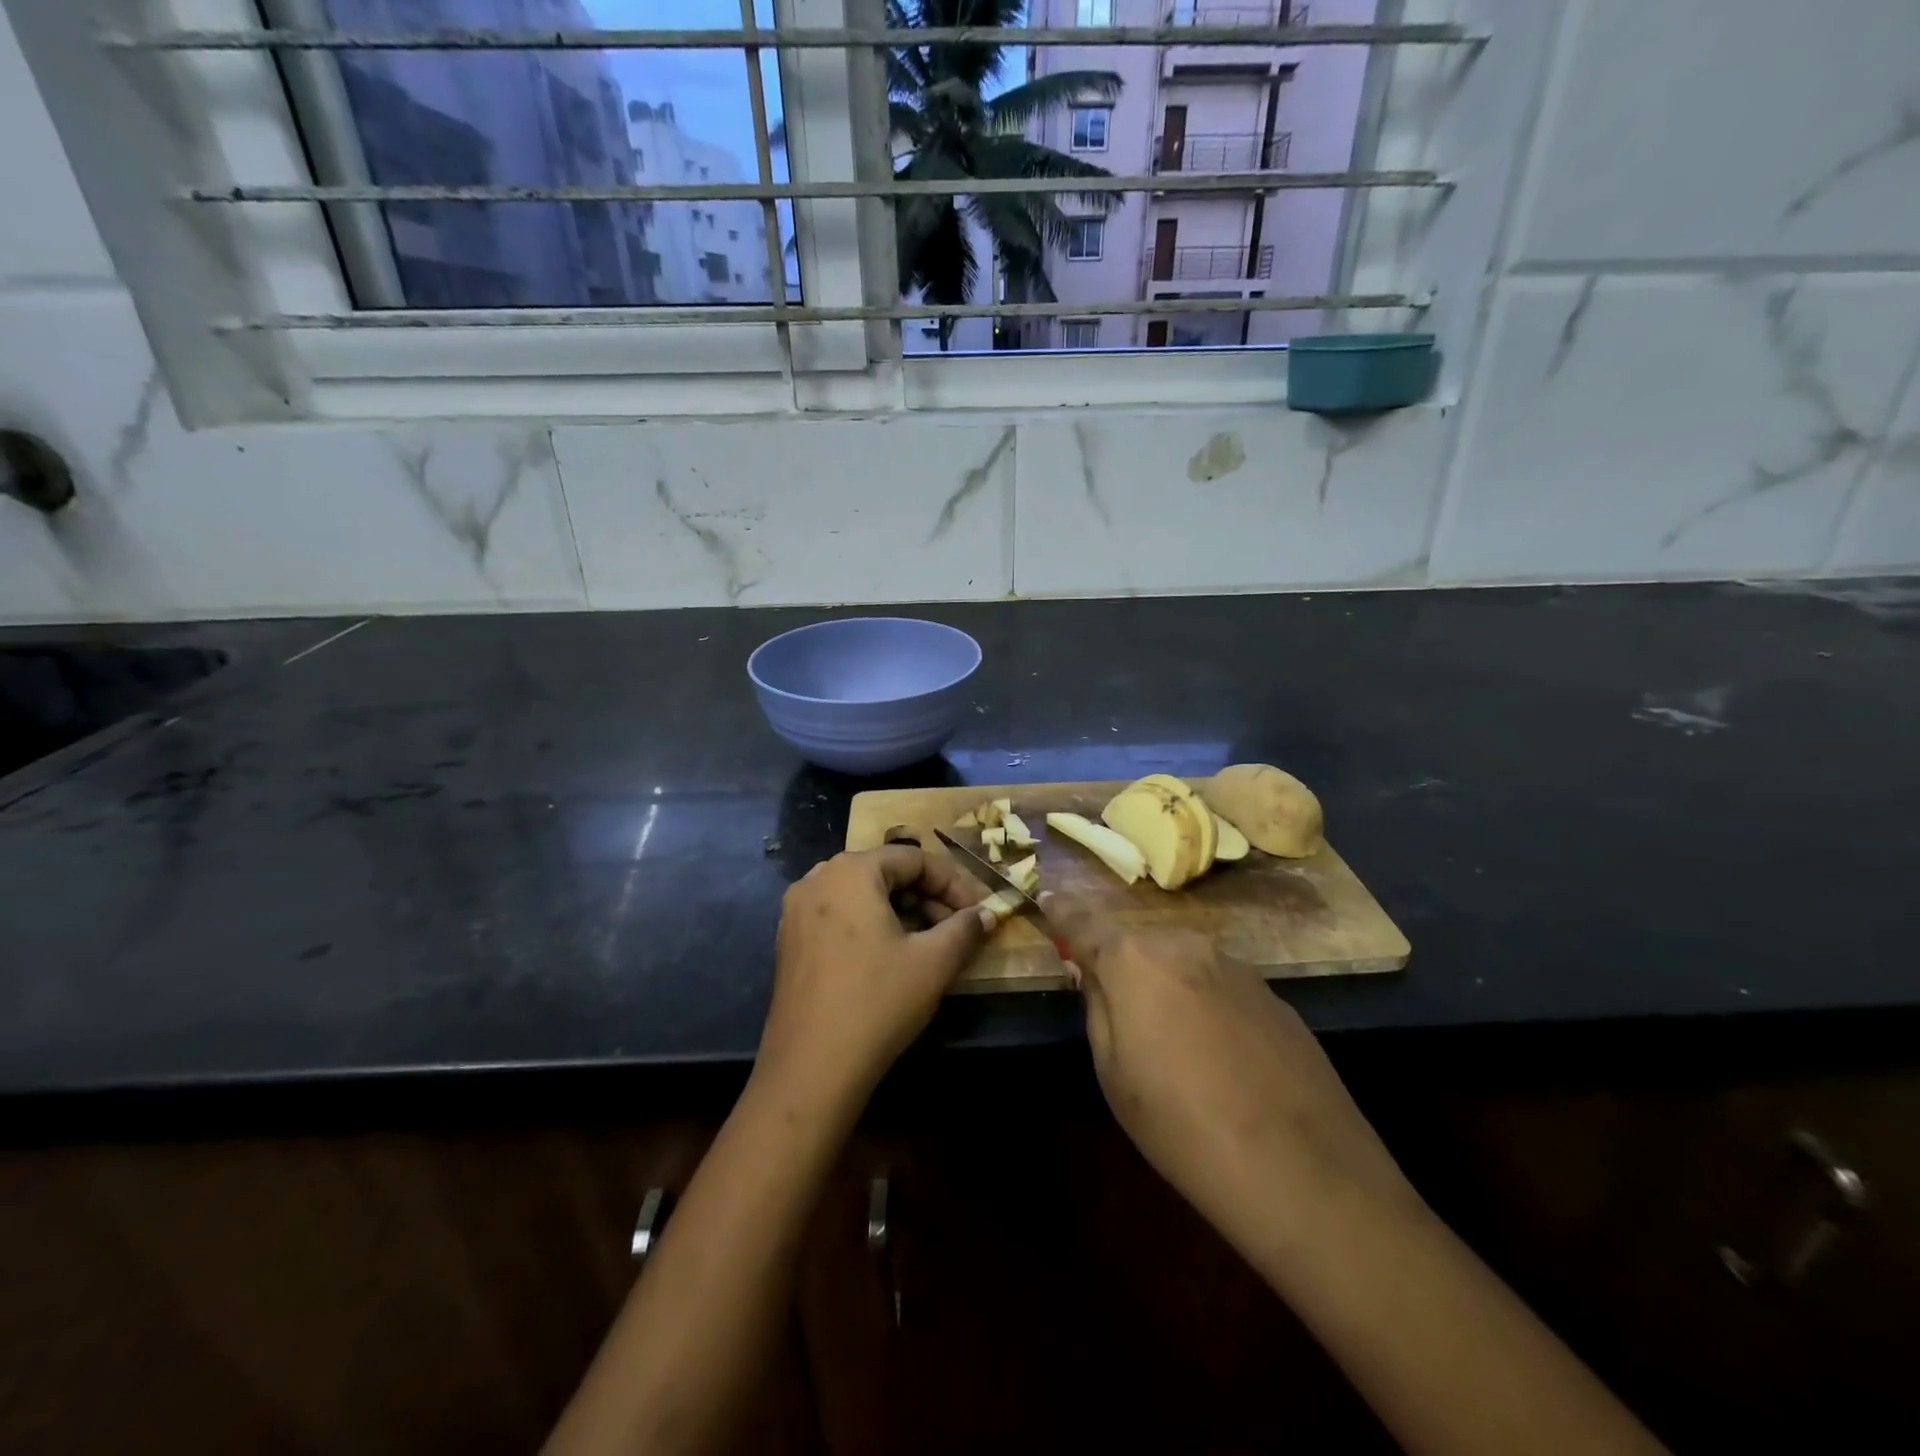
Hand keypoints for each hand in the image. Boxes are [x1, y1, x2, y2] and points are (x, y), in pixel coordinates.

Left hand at [759, 846, 997, 1108]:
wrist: (811, 1068)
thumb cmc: (877, 1002)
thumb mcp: (933, 963)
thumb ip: (965, 928)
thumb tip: (988, 914)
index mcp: (851, 871)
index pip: (914, 858)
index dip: (953, 883)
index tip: (979, 911)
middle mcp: (818, 878)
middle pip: (886, 872)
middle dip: (927, 897)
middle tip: (957, 928)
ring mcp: (797, 910)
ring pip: (862, 895)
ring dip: (902, 911)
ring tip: (930, 943)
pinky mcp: (790, 940)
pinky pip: (839, 915)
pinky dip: (871, 925)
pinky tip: (892, 956)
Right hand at [1042, 891, 1416, 1242]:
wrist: (1302, 1170)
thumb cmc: (1181, 1125)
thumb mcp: (1112, 1073)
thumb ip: (1098, 1007)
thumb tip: (1096, 974)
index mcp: (1134, 960)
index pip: (1083, 923)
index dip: (1062, 912)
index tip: (1047, 898)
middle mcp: (1184, 946)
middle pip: (1137, 945)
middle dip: (1122, 966)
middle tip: (1118, 1012)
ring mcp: (1236, 967)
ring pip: (1182, 964)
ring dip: (1167, 986)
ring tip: (1174, 1046)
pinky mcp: (1273, 995)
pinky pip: (1219, 987)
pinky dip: (1206, 1005)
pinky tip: (1220, 1058)